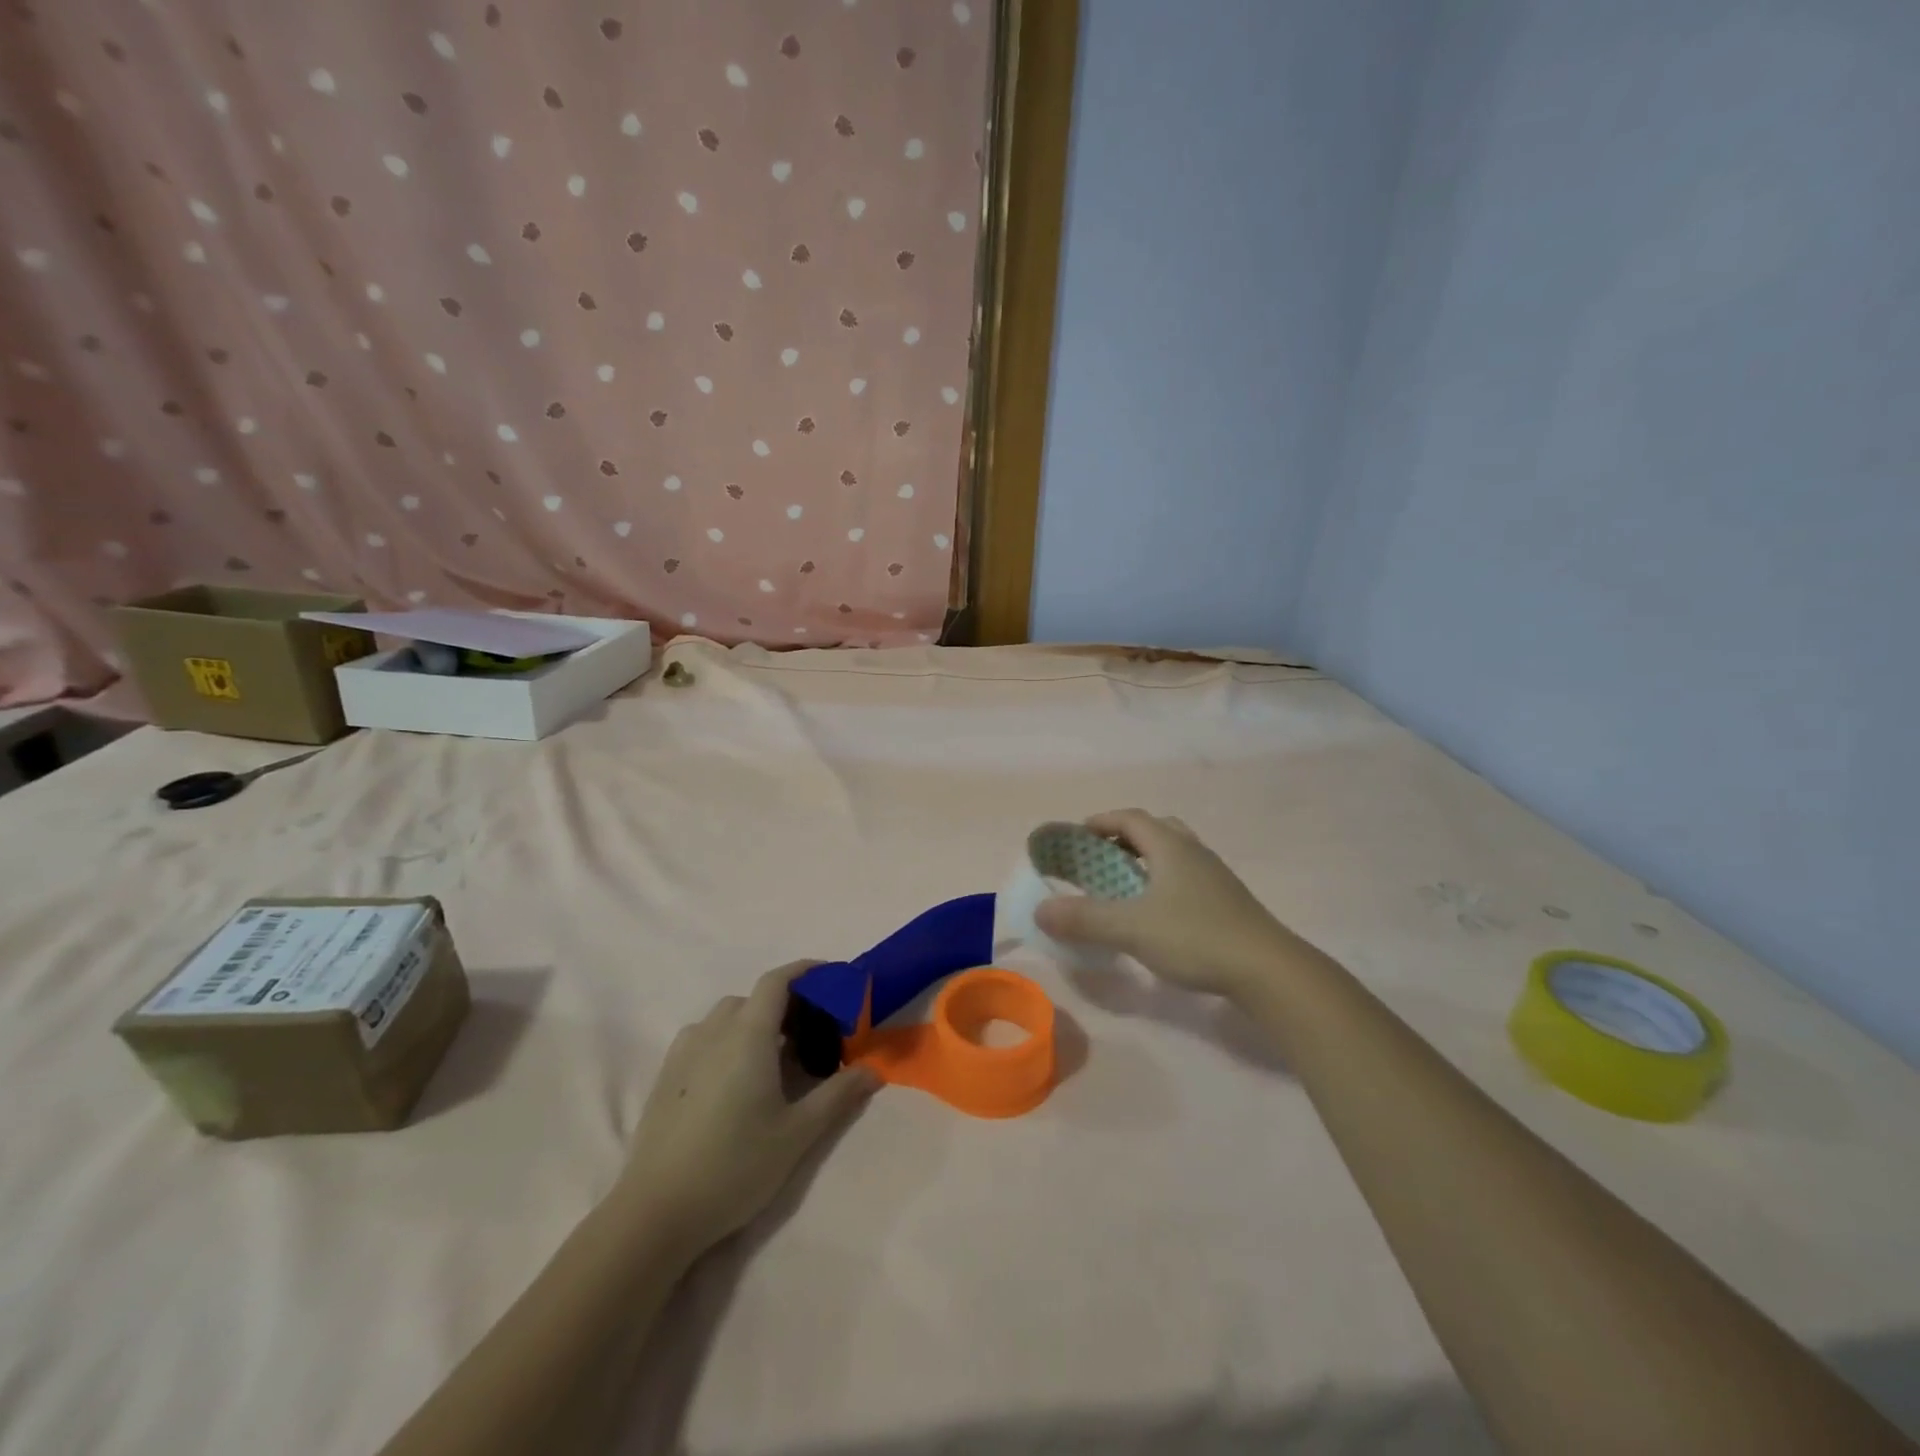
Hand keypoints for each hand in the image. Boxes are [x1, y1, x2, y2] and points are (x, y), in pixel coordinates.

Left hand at [619, 963, 877, 1251]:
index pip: (777, 981)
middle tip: (811, 1035)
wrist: (656, 1213)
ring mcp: (684, 1053)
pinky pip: (703, 1039)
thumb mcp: (798, 1133)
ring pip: (725, 1018)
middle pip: (753, 999)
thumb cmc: (735, 1166)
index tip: (831, 977)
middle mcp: (714, 1031)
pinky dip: (726, 1041)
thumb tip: (873, 1070)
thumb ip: (838, 1095)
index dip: (805, 971)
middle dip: (784, 1006)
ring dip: (753, 1024)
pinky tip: (735, 1080)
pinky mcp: (665, 1077)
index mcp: (748, 1035)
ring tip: (774, 1060)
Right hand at [1034, 810, 1305, 999]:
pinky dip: (1163, 883)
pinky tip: (1157, 914)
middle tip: (1101, 858)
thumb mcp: (1131, 928)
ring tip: (1125, 886)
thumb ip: (1084, 918)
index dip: (1101, 821)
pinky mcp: (1227, 902)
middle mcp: (1194, 852)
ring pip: (1174, 855)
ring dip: (1146, 861)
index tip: (1077, 835)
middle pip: (1155, 830)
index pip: (1131, 818)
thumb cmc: (1195, 937)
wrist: (1268, 970)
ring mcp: (1215, 877)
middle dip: (1124, 839)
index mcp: (1171, 846)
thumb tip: (1040, 910)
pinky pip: (1187, 878)